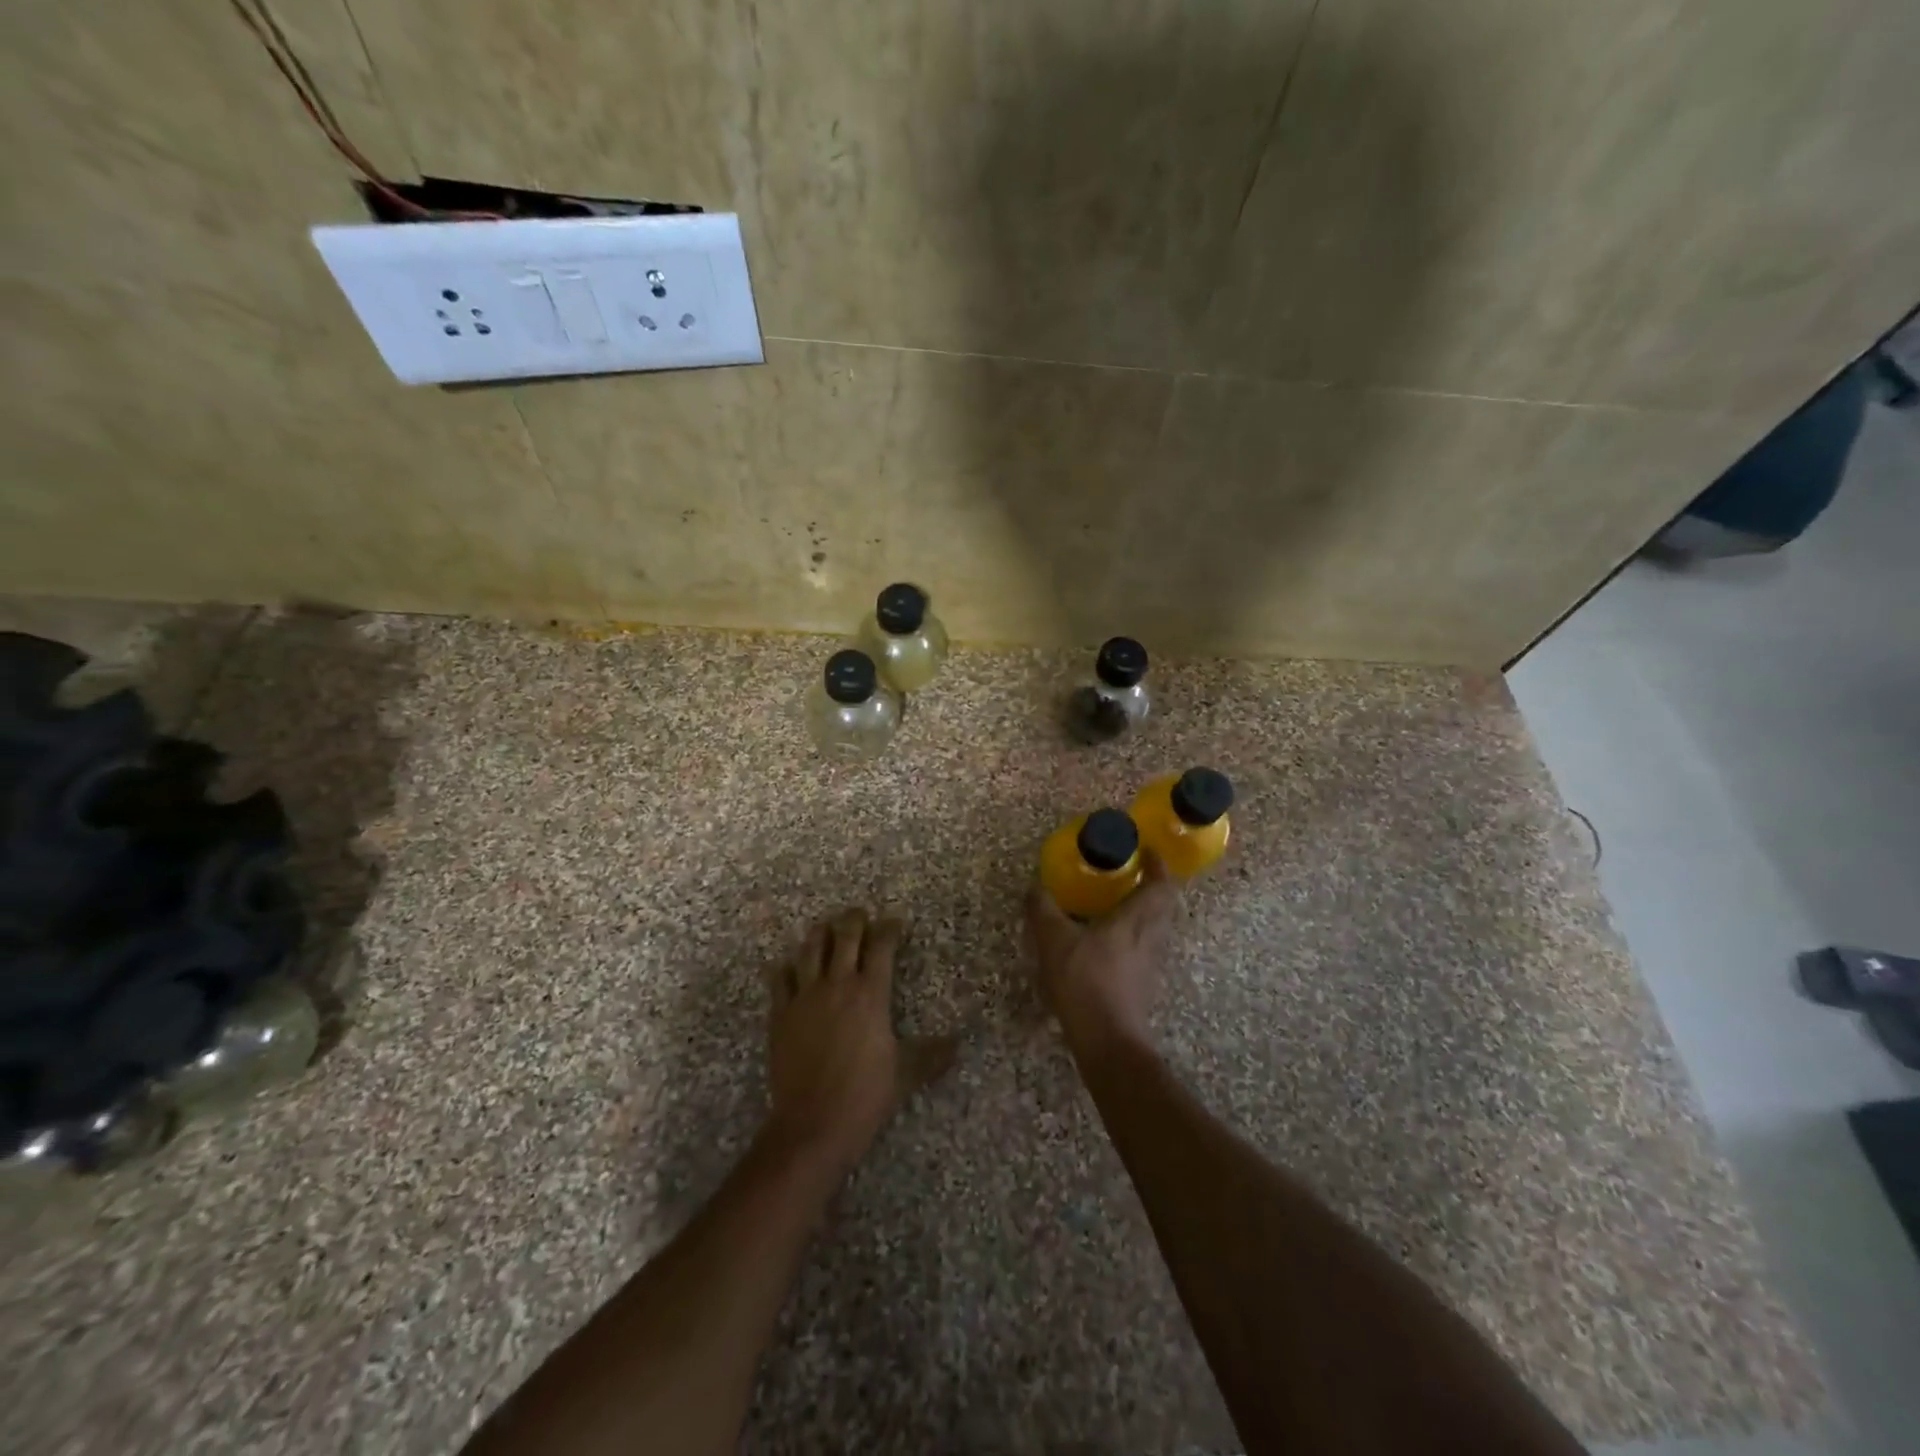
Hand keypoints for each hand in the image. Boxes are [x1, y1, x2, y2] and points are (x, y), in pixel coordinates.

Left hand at [762, 909, 956, 1178]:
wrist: (812, 1124)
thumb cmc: (865, 1095)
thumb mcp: (906, 1073)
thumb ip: (933, 1054)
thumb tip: (958, 1044)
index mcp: (870, 993)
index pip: (881, 946)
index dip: (890, 928)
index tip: (896, 923)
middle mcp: (837, 985)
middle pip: (844, 935)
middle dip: (854, 919)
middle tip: (860, 915)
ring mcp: (804, 997)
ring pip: (810, 949)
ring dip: (820, 934)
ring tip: (827, 928)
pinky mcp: (780, 1014)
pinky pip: (780, 979)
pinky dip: (787, 967)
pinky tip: (791, 966)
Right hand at [1026, 852, 1178, 1051]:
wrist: (1107, 1040)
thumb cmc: (1085, 981)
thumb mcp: (1054, 940)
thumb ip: (1043, 910)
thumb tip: (1035, 887)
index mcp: (1137, 919)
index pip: (1161, 884)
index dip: (1158, 865)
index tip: (1147, 851)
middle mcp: (1152, 937)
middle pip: (1164, 905)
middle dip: (1152, 886)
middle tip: (1130, 875)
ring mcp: (1152, 963)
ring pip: (1156, 928)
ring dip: (1144, 912)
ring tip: (1117, 905)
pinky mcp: (1145, 984)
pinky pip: (1145, 948)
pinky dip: (1133, 936)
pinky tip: (1109, 943)